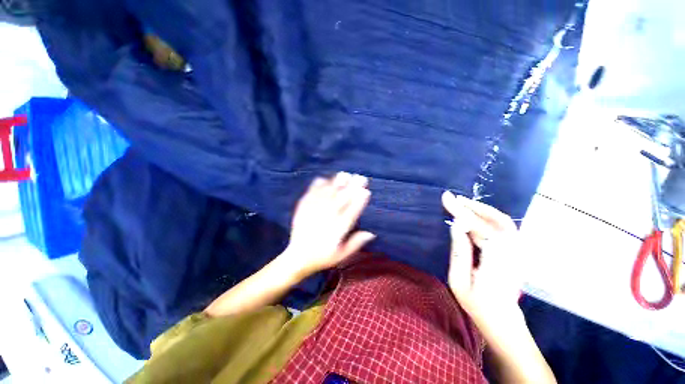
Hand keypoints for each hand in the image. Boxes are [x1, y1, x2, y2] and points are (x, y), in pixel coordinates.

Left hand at [282, 172, 375, 278]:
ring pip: (326, 195)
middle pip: (340, 201)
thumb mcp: (341, 256)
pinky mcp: (302, 211)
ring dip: (336, 184)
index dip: (359, 202)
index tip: (366, 191)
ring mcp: (313, 213)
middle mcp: (326, 220)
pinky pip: (310, 196)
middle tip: (360, 177)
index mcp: (336, 231)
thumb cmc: (322, 257)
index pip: (350, 213)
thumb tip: (371, 233)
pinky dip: (316, 187)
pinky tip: (322, 179)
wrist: (297, 258)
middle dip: (351, 188)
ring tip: (344, 174)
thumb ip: (355, 244)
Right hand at [442, 191, 521, 325]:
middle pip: (494, 221)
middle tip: (452, 198)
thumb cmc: (477, 304)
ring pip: (503, 221)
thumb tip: (456, 226)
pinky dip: (489, 216)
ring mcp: (516, 252)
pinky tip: (475, 214)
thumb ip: (459, 252)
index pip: (480, 228)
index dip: (462, 212)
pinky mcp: (514, 252)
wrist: (503, 320)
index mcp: (496, 260)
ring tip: (462, 203)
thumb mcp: (459, 281)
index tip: (447, 199)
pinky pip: (504, 227)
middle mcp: (512, 252)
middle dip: (472, 207)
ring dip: (482, 209)